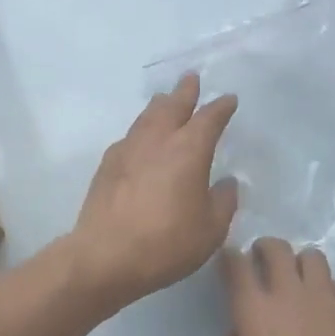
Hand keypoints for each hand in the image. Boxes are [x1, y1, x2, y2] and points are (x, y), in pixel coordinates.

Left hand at [67, 73, 238, 307]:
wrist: (105, 256)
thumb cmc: (166, 243)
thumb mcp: (210, 230)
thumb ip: (223, 202)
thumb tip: (226, 183)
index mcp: (188, 150)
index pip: (209, 118)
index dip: (221, 107)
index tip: (229, 100)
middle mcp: (157, 140)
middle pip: (172, 105)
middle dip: (185, 91)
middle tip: (191, 78)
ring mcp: (127, 150)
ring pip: (146, 117)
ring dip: (159, 105)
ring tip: (164, 99)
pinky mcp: (106, 165)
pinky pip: (129, 137)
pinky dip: (140, 131)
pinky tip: (140, 140)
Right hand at [222, 238, 334, 335]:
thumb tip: (239, 334)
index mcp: (256, 312)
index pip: (236, 265)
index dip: (229, 258)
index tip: (228, 262)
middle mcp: (290, 294)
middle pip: (276, 248)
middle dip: (263, 248)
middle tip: (259, 264)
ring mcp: (326, 298)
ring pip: (311, 256)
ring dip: (297, 263)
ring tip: (295, 283)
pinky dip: (325, 286)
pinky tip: (323, 307)